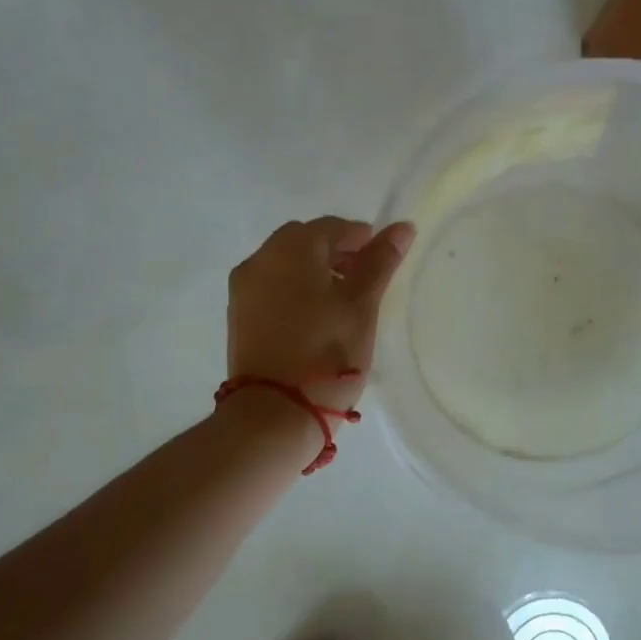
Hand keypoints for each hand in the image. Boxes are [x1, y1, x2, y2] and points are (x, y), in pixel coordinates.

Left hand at [227, 217, 415, 414]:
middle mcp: (260, 259)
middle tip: (363, 280)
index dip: (361, 239)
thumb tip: (402, 227)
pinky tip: (314, 318)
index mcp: (291, 248)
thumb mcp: (362, 305)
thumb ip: (380, 261)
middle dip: (335, 253)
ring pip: (285, 265)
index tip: (381, 261)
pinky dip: (294, 291)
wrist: (275, 412)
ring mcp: (243, 289)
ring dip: (313, 272)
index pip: (333, 227)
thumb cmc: (328, 352)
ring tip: (341, 303)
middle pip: (304, 241)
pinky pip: (271, 288)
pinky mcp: (238, 317)